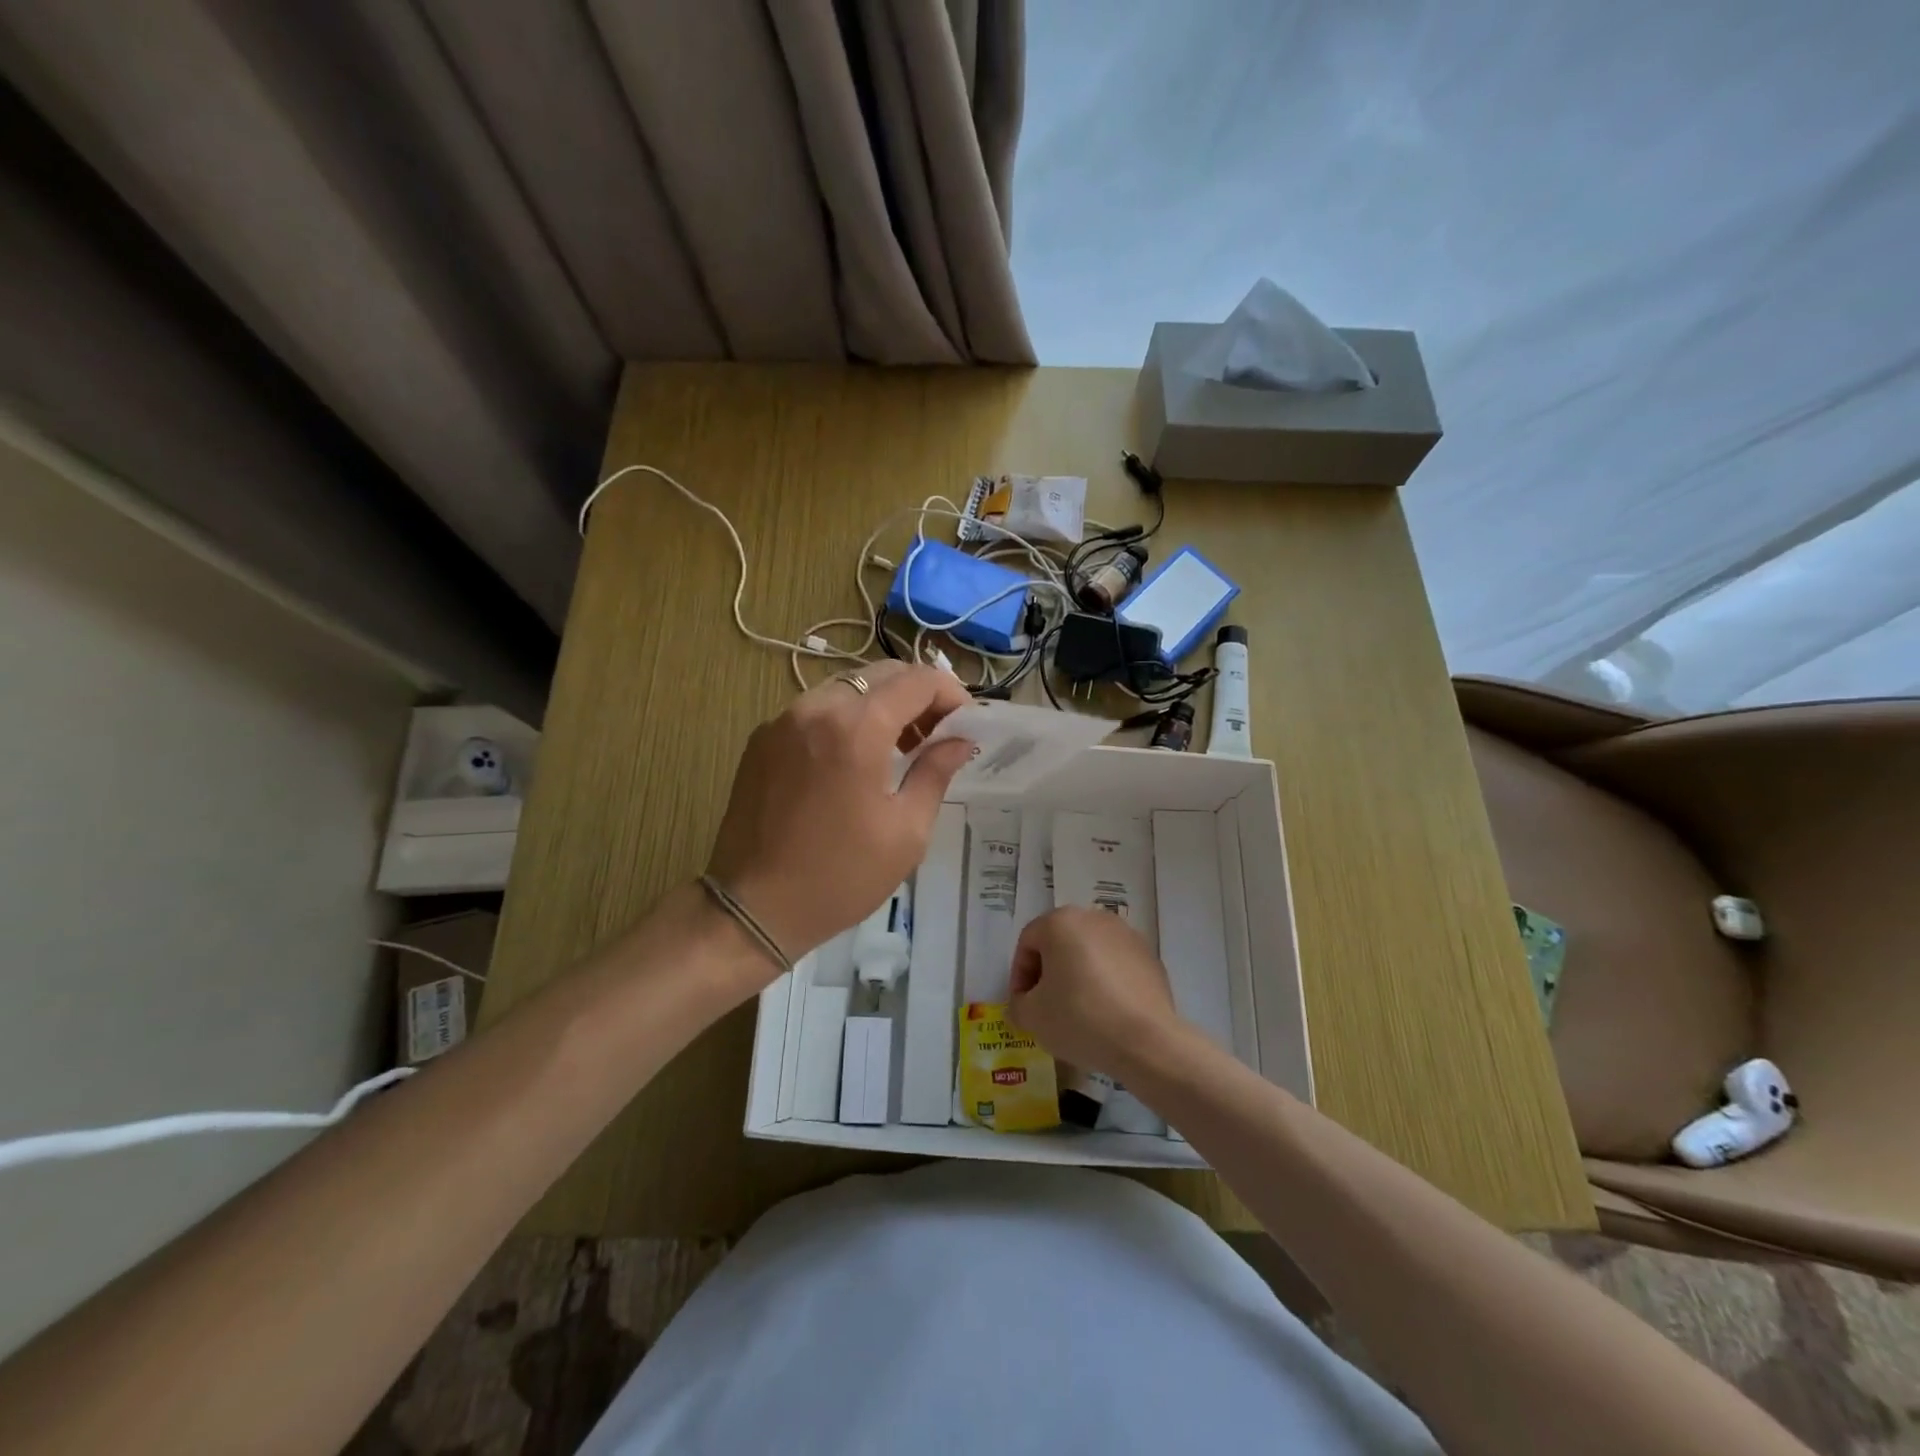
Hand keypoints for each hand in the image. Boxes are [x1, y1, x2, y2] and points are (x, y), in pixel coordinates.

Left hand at [706, 662, 972, 970]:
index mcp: (856, 729)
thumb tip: (959, 741)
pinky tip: (855, 757)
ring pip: (846, 688)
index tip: (965, 723)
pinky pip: (815, 709)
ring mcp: (782, 720)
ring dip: (881, 705)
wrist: (753, 908)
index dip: (950, 693)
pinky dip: (846, 718)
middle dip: (917, 695)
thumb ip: (935, 773)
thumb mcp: (906, 831)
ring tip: (900, 746)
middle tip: (937, 733)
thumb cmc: (840, 876)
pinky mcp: (762, 739)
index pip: (916, 680)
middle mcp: (815, 708)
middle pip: (880, 675)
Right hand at [1007, 906, 1182, 1078]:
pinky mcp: (1150, 956)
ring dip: (1079, 975)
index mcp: (1060, 922)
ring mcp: (1127, 935)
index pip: (1028, 942)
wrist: (1146, 1040)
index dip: (1020, 974)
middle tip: (1046, 1005)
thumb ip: (1018, 1003)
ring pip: (1090, 952)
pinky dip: (1106, 982)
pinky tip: (1107, 1012)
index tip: (1023, 1004)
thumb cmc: (1079, 1018)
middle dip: (1049, 972)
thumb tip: (1027, 1002)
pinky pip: (1116, 965)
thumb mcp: (1032, 1016)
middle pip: (1060, 942)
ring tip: (1079, 1011)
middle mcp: (1094, 917)